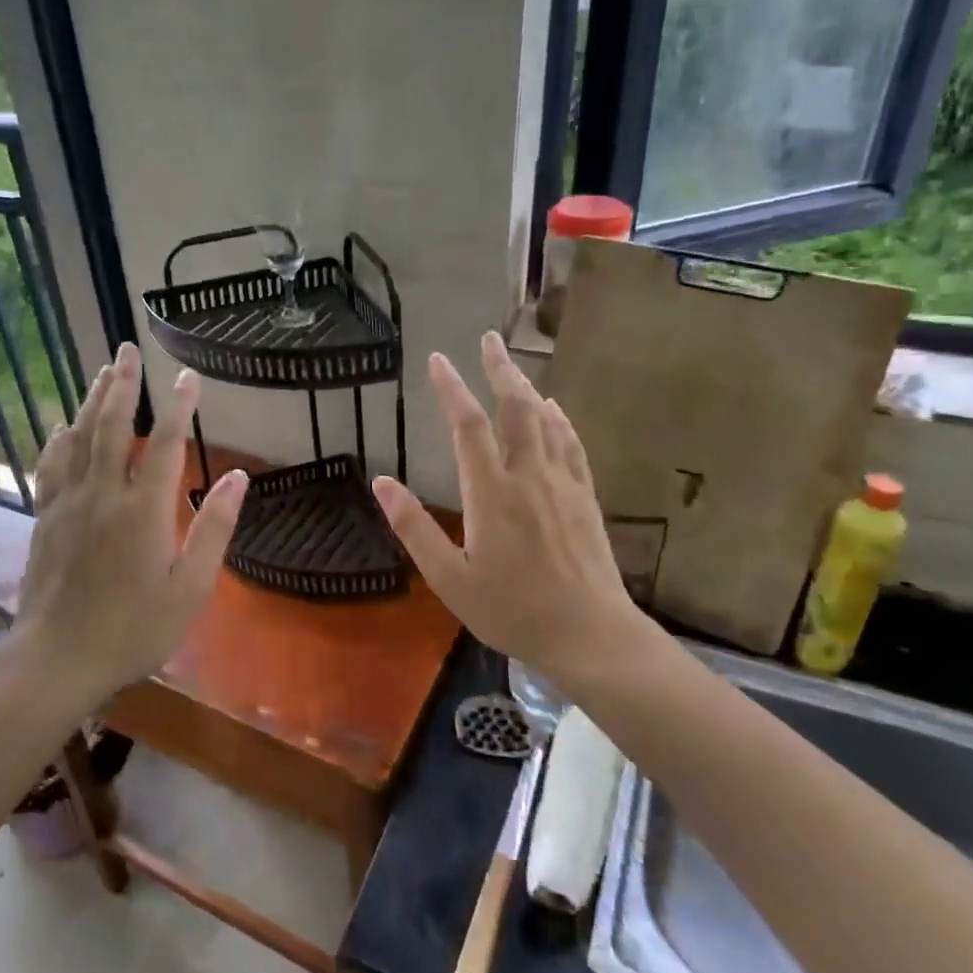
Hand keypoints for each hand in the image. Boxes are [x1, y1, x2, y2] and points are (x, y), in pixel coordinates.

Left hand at [15, 342, 246, 703]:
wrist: (58, 659)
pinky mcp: (45, 518)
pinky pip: (50, 466)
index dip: (177, 406)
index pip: (163, 443)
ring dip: (91, 400)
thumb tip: (238, 478)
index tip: (187, 375)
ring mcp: (68, 504)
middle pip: (111, 426)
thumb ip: (213, 529)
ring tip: (102, 371)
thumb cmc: (134, 629)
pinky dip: (58, 440)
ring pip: (79, 438)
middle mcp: (103, 495)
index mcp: (143, 510)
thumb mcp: (189, 588)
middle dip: (122, 384)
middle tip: (127, 349)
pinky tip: (62, 426)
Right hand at [372, 332, 645, 684]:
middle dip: (499, 369)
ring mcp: (562, 483)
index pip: (468, 426)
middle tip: (488, 338)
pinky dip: (559, 419)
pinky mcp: (585, 497)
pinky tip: (554, 410)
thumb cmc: (512, 610)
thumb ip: (414, 527)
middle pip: (515, 408)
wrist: (590, 634)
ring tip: (512, 365)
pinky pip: (571, 444)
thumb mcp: (450, 578)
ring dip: (527, 387)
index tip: (437, 359)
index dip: (451, 388)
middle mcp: (528, 475)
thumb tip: (382, 483)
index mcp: (491, 492)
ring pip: (545, 420)